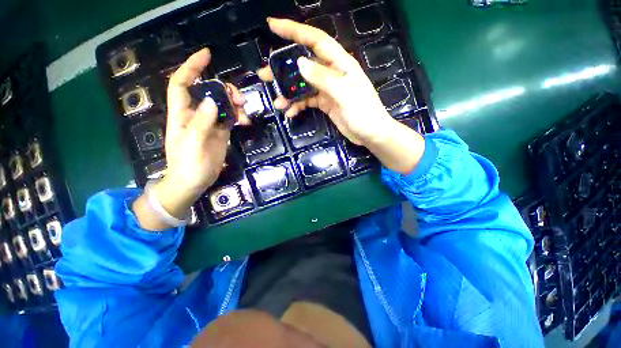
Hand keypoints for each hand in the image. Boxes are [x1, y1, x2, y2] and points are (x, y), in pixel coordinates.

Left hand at [133, 48, 246, 229]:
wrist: (194, 181)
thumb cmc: (188, 165)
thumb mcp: (193, 144)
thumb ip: (201, 122)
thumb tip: (212, 100)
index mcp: (181, 114)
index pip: (182, 83)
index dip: (192, 67)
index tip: (207, 55)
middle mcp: (195, 114)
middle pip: (208, 91)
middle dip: (223, 88)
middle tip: (238, 97)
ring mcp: (209, 122)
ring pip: (222, 103)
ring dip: (234, 102)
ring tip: (244, 110)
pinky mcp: (220, 131)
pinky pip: (230, 117)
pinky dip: (238, 115)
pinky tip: (245, 121)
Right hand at [258, 18, 395, 145]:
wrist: (371, 134)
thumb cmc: (364, 114)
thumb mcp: (345, 95)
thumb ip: (324, 79)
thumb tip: (300, 63)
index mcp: (340, 64)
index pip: (315, 41)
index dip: (294, 31)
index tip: (273, 26)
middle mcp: (332, 73)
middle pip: (304, 64)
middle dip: (284, 68)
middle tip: (264, 74)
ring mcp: (328, 89)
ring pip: (303, 85)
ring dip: (289, 92)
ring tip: (277, 102)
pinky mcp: (325, 103)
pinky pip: (307, 101)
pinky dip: (298, 106)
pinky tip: (290, 113)